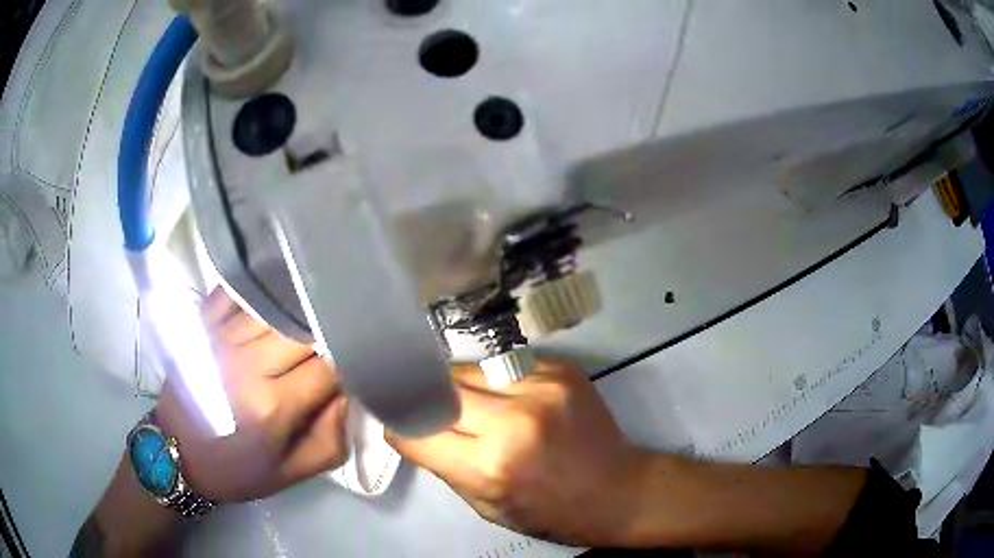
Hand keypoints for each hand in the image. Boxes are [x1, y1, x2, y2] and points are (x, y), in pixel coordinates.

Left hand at [155, 288, 348, 502]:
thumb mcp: (291, 473)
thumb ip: (332, 439)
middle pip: (303, 329)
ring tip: (307, 319)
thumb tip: (350, 393)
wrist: (177, 453)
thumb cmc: (236, 469)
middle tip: (332, 344)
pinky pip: (234, 292)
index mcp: (272, 407)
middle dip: (325, 335)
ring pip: (274, 307)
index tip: (356, 366)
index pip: (329, 368)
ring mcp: (220, 339)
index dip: (349, 363)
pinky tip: (271, 297)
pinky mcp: (201, 326)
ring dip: (296, 313)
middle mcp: (247, 366)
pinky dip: (257, 291)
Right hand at [388, 360, 647, 546]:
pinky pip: (505, 367)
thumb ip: (446, 465)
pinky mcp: (561, 370)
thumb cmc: (550, 512)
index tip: (393, 420)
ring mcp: (540, 388)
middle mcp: (513, 420)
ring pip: (470, 370)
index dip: (398, 426)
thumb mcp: (486, 506)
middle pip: (440, 389)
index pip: (415, 431)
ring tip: (469, 402)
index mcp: (489, 466)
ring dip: (460, 386)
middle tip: (423, 404)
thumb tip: (414, 428)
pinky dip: (495, 381)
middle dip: (425, 398)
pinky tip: (508, 398)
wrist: (617, 489)